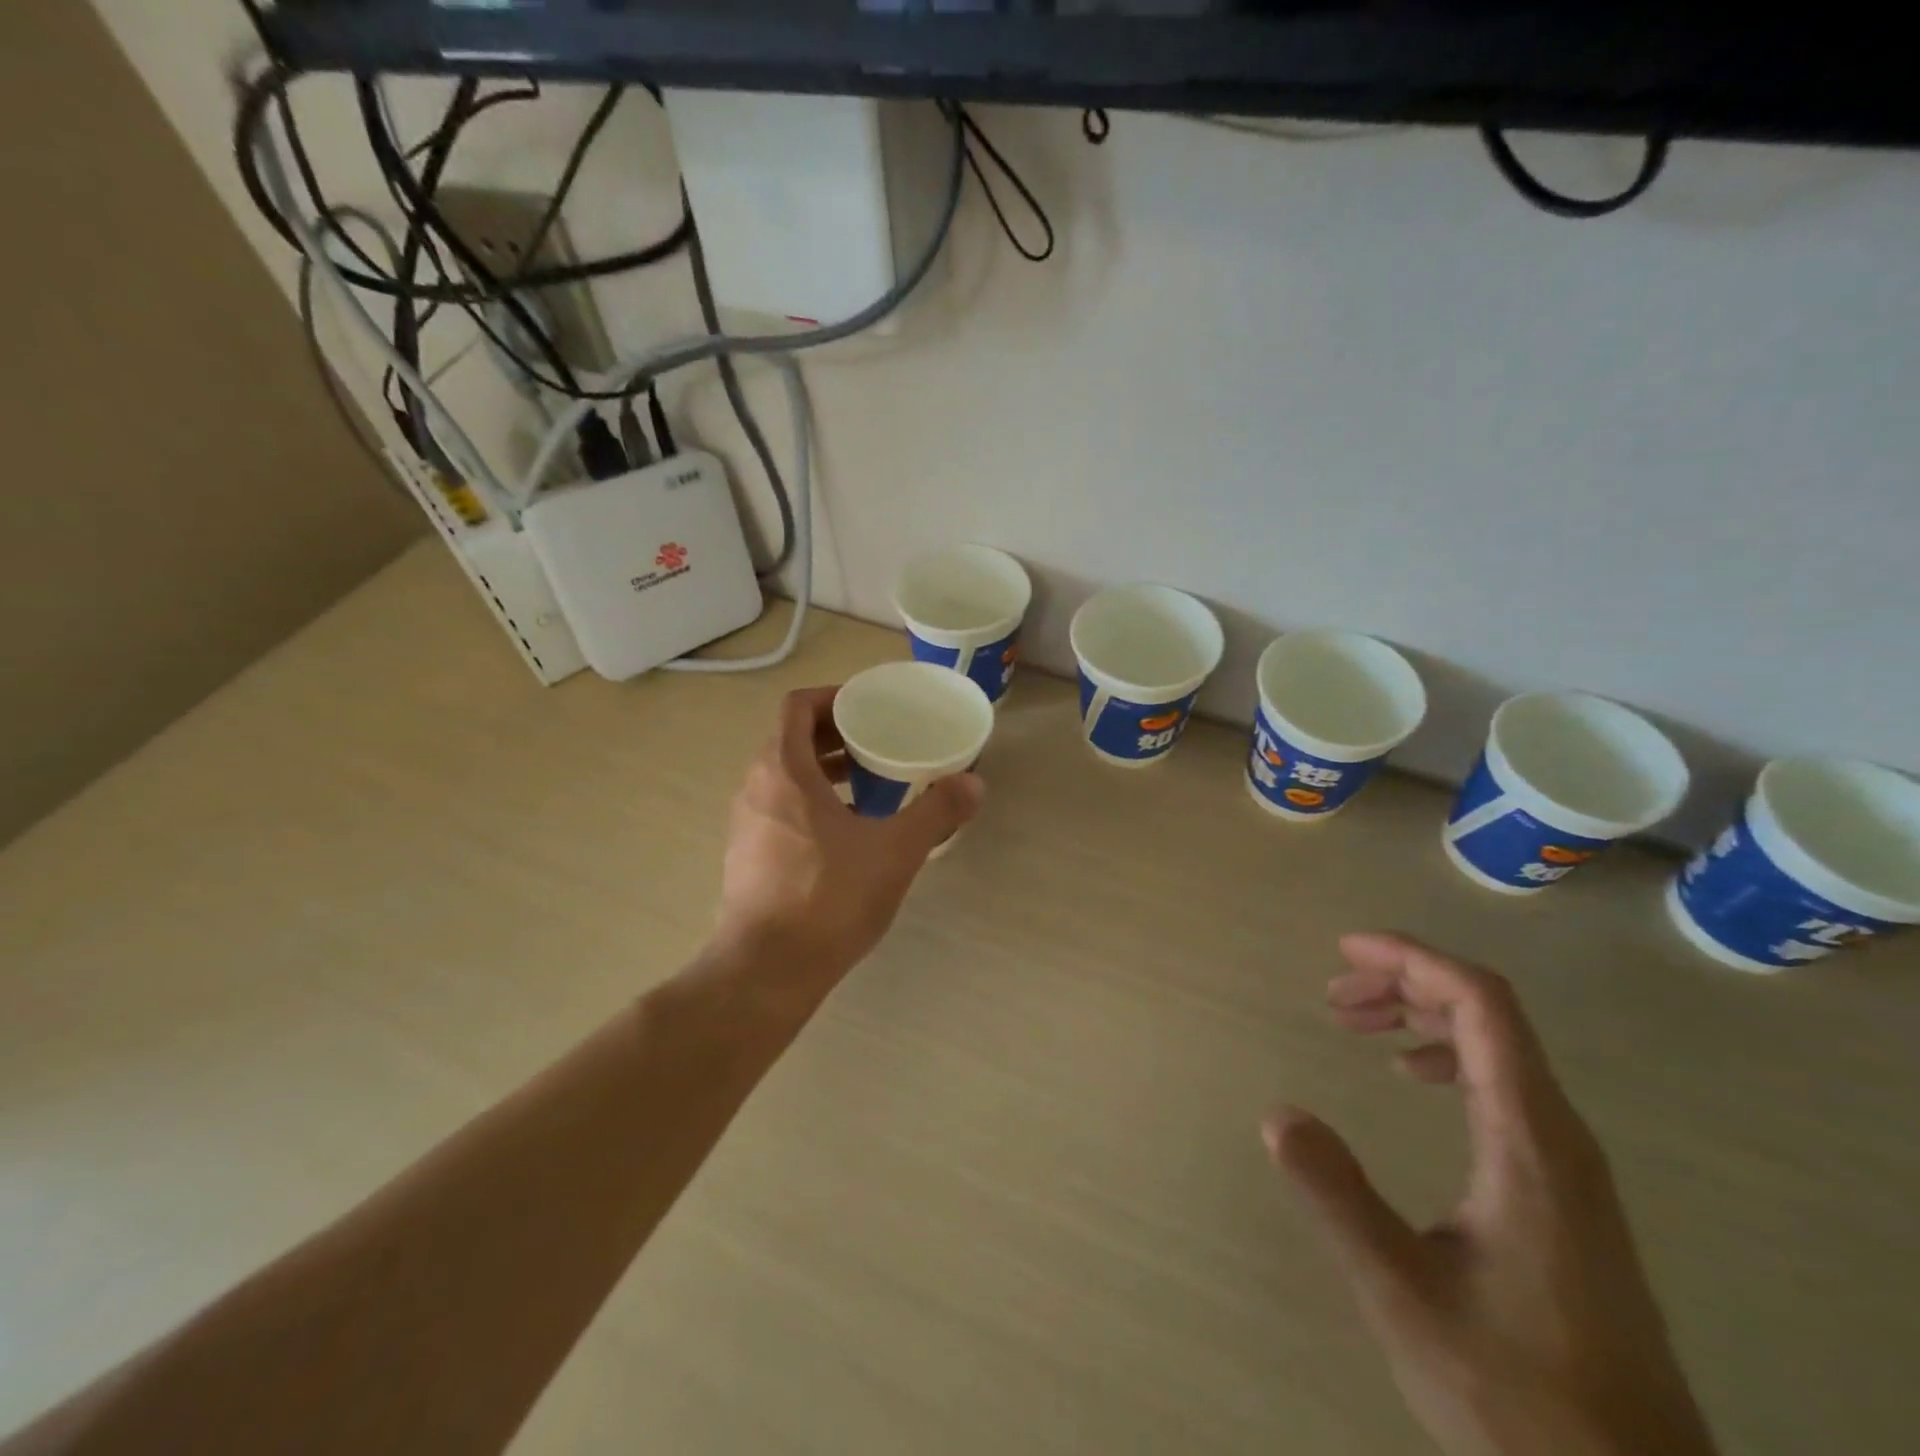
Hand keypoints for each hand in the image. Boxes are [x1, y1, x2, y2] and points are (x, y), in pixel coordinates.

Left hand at [713, 686, 983, 996]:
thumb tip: (974, 784)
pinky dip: (810, 802)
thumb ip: (936, 812)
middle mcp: (755, 787)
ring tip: (869, 784)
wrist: (767, 970)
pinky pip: (779, 807)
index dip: (834, 698)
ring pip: (784, 776)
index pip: (797, 706)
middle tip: (879, 743)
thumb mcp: (894, 851)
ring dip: (823, 770)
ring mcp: (745, 823)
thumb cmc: (828, 897)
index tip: (870, 708)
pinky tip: (847, 833)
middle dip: (835, 735)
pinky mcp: (746, 855)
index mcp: (783, 770)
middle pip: (791, 739)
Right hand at [1268, 934, 1717, 1455]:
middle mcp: (1558, 1134)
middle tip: (1336, 997)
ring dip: (1424, 1018)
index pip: (1481, 1005)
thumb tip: (1276, 1112)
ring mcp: (1569, 1163)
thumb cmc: (1518, 1391)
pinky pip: (1505, 1086)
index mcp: (1528, 1139)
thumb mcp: (1404, 1293)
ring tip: (1359, 1025)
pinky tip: (1413, 1079)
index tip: (1346, 951)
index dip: (1413, 960)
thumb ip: (1338, 1197)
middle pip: (1489, 1014)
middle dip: (1407, 984)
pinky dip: (1449, 1057)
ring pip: (1498, 1048)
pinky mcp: (1566, 1190)